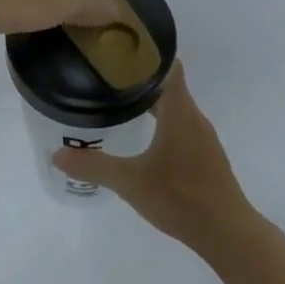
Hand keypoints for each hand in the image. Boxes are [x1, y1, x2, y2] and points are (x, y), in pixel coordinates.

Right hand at [52, 61, 252, 247]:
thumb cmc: (180, 197)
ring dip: (152, 103)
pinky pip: (181, 127)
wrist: (226, 232)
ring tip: (121, 104)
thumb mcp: (130, 182)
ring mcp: (203, 138)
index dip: (148, 55)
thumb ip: (94, 166)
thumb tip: (58, 155)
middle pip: (169, 86)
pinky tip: (144, 138)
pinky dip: (162, 123)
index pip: (169, 67)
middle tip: (108, 79)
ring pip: (176, 108)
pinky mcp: (205, 157)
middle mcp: (194, 118)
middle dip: (141, 80)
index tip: (120, 51)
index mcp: (180, 112)